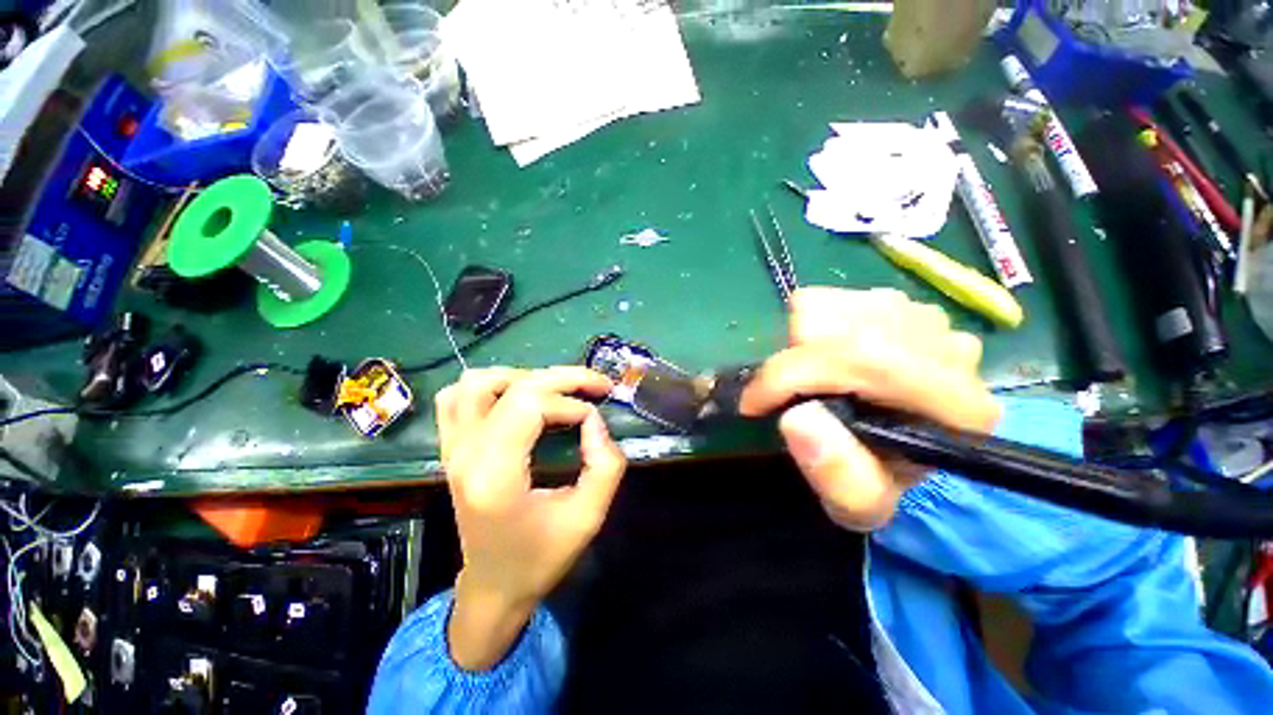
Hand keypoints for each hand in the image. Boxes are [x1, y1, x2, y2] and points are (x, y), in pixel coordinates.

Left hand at [435, 367, 626, 669]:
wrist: (494, 586)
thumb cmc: (541, 558)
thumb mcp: (588, 518)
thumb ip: (605, 466)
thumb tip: (596, 422)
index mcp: (494, 475)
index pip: (531, 405)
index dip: (572, 404)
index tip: (595, 422)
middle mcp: (465, 453)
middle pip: (512, 385)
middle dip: (563, 378)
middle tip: (597, 384)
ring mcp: (452, 448)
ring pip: (477, 382)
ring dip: (523, 377)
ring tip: (556, 392)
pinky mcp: (452, 448)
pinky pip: (456, 397)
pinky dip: (490, 386)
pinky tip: (517, 397)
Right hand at [740, 287, 1000, 530]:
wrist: (907, 448)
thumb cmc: (879, 479)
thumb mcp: (855, 503)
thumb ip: (834, 474)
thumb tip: (797, 417)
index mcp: (953, 406)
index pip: (858, 360)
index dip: (789, 378)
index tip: (753, 405)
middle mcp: (949, 350)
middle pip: (840, 325)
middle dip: (794, 361)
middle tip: (787, 393)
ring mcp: (928, 318)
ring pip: (831, 304)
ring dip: (803, 343)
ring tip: (816, 377)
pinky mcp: (903, 303)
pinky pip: (834, 296)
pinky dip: (815, 325)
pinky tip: (831, 356)